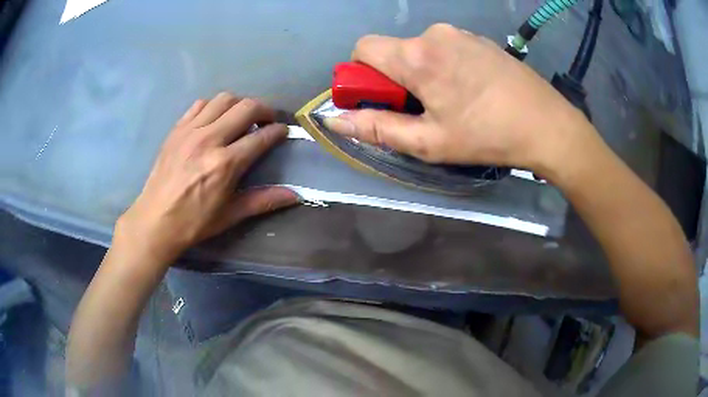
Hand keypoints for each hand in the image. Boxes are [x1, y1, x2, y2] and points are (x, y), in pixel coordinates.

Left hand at [117, 92, 297, 262]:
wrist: (155, 221)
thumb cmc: (194, 222)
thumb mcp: (231, 215)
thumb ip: (263, 200)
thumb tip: (296, 195)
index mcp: (225, 164)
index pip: (261, 137)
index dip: (278, 131)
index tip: (283, 131)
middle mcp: (209, 140)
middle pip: (246, 108)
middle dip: (264, 110)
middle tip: (267, 120)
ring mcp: (190, 131)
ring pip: (224, 99)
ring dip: (239, 104)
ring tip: (241, 117)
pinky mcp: (177, 129)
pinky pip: (200, 104)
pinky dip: (213, 106)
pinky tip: (215, 119)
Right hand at [324, 24, 595, 173]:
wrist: (548, 125)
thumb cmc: (487, 136)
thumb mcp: (429, 141)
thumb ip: (377, 128)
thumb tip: (335, 120)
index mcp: (417, 55)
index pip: (363, 49)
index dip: (361, 75)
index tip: (380, 100)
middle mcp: (434, 34)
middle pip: (393, 50)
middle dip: (394, 79)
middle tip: (421, 109)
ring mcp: (459, 33)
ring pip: (419, 50)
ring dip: (420, 73)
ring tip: (451, 102)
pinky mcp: (478, 39)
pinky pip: (444, 48)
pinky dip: (443, 66)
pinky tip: (469, 90)